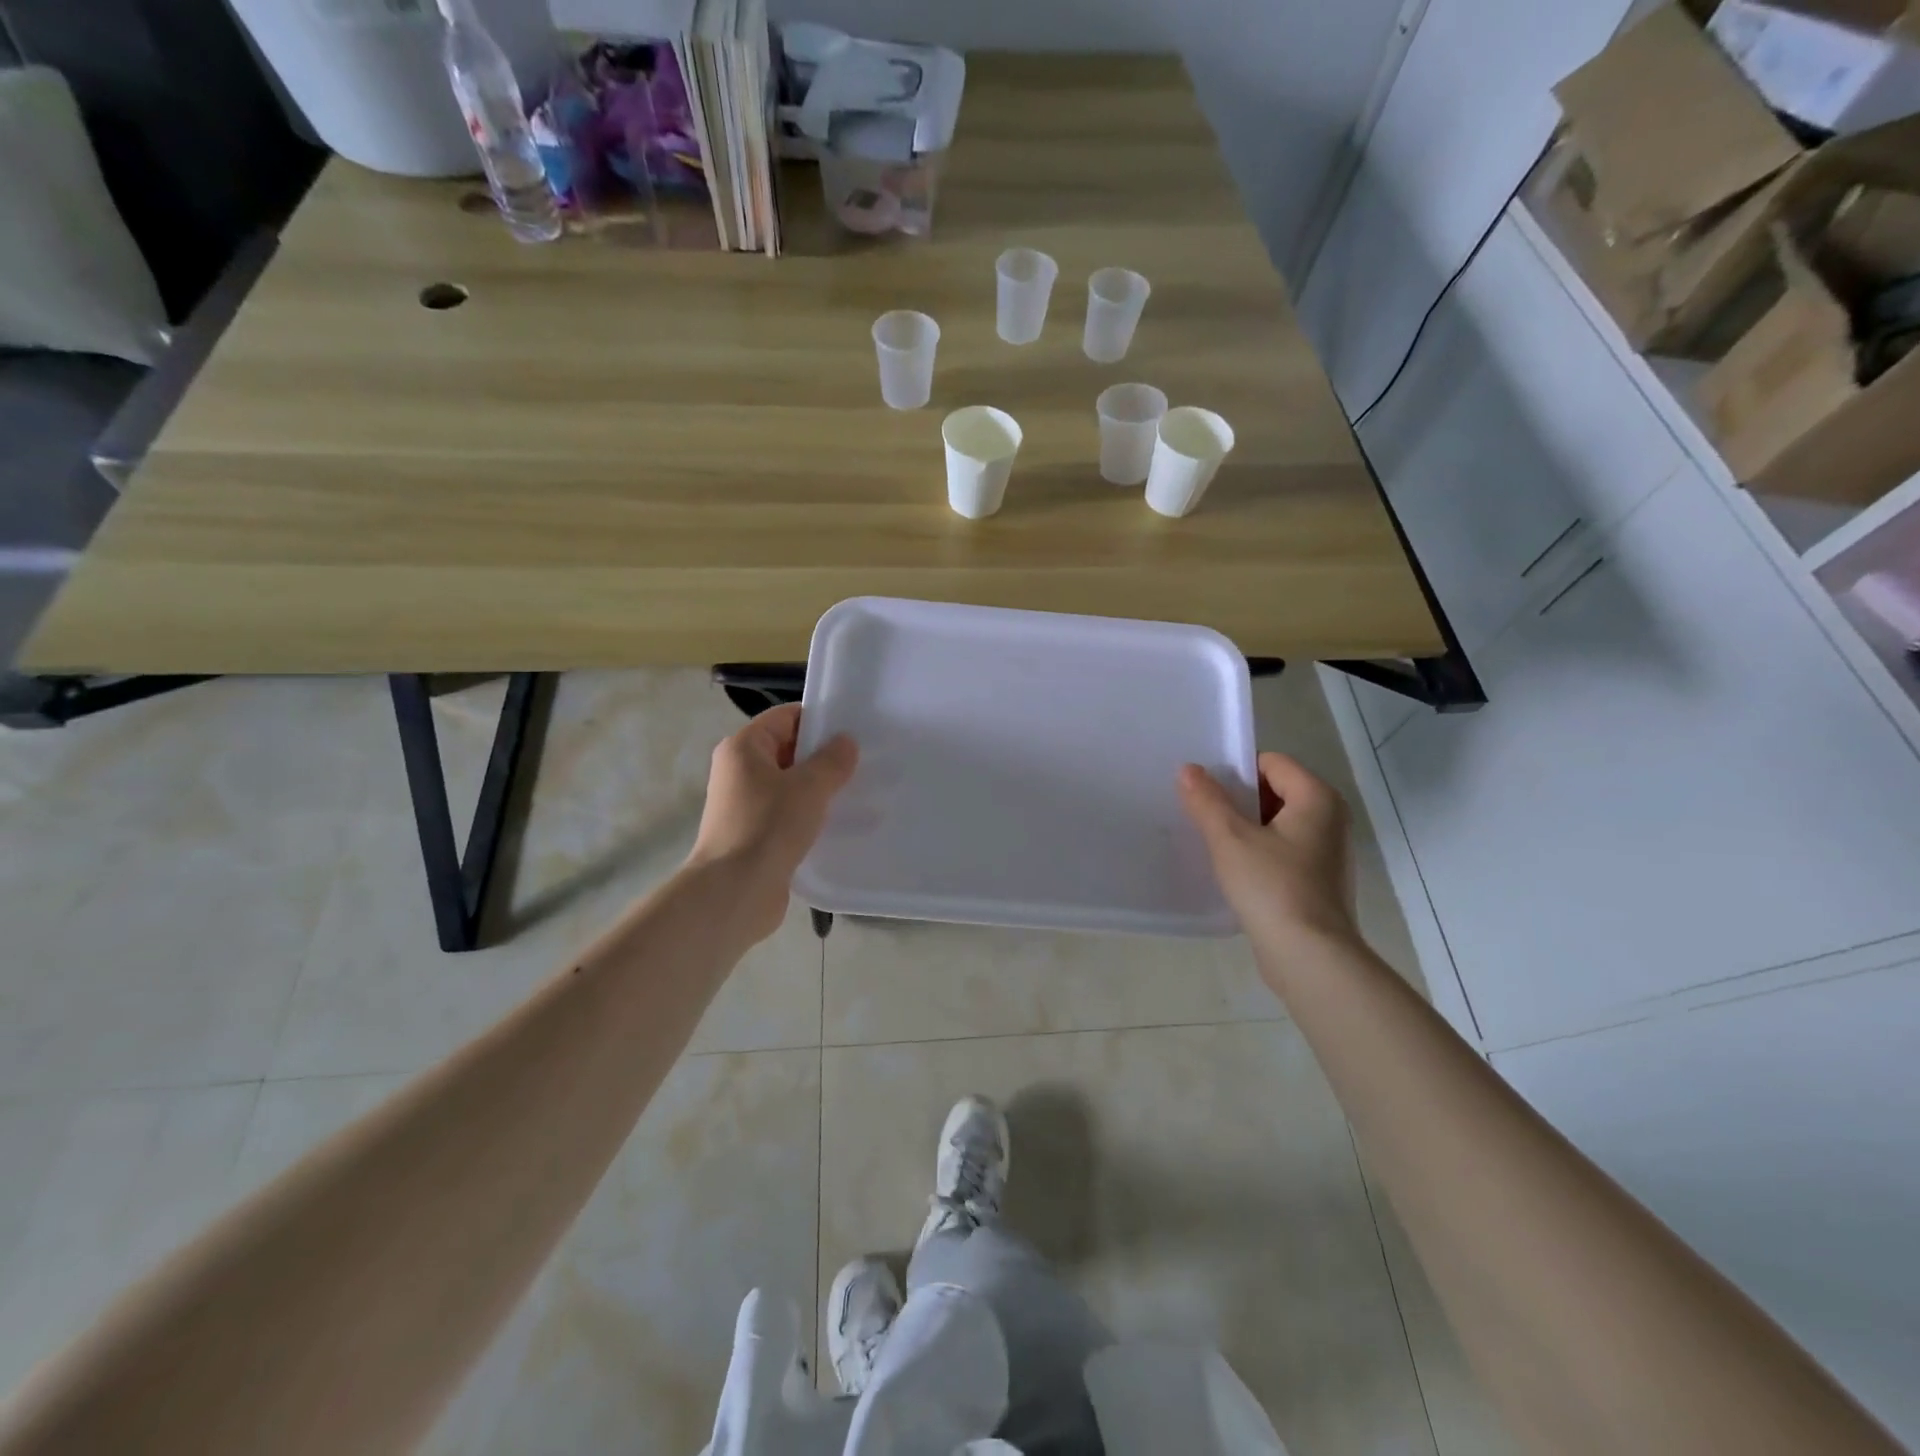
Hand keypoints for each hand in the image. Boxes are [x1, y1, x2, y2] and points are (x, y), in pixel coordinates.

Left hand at [688, 704, 857, 942]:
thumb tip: (845, 742)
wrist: (735, 892)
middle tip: (864, 762)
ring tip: (858, 792)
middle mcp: (739, 771)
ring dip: (820, 789)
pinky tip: (840, 823)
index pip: (785, 717)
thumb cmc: (768, 826)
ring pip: (790, 785)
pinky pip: (788, 814)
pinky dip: (811, 816)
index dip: (819, 720)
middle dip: (823, 756)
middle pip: (788, 750)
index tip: (854, 730)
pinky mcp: (755, 836)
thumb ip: (832, 760)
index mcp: (743, 748)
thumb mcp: (809, 786)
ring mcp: (745, 805)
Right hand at [1177, 753, 1358, 962]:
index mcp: (1317, 798)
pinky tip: (1235, 871)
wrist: (1309, 957)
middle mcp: (1330, 818)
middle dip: (1239, 800)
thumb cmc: (1272, 887)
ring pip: (1278, 823)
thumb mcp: (1230, 838)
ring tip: (1214, 843)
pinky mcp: (1320, 881)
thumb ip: (1207, 800)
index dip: (1236, 771)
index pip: (1271, 763)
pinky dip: (1260, 852)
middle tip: (1204, 815)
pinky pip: (1284, 850)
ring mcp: (1328, 852)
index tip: (1206, 791)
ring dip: (1247, 828)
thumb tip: (1188, 770)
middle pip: (1275, 790)